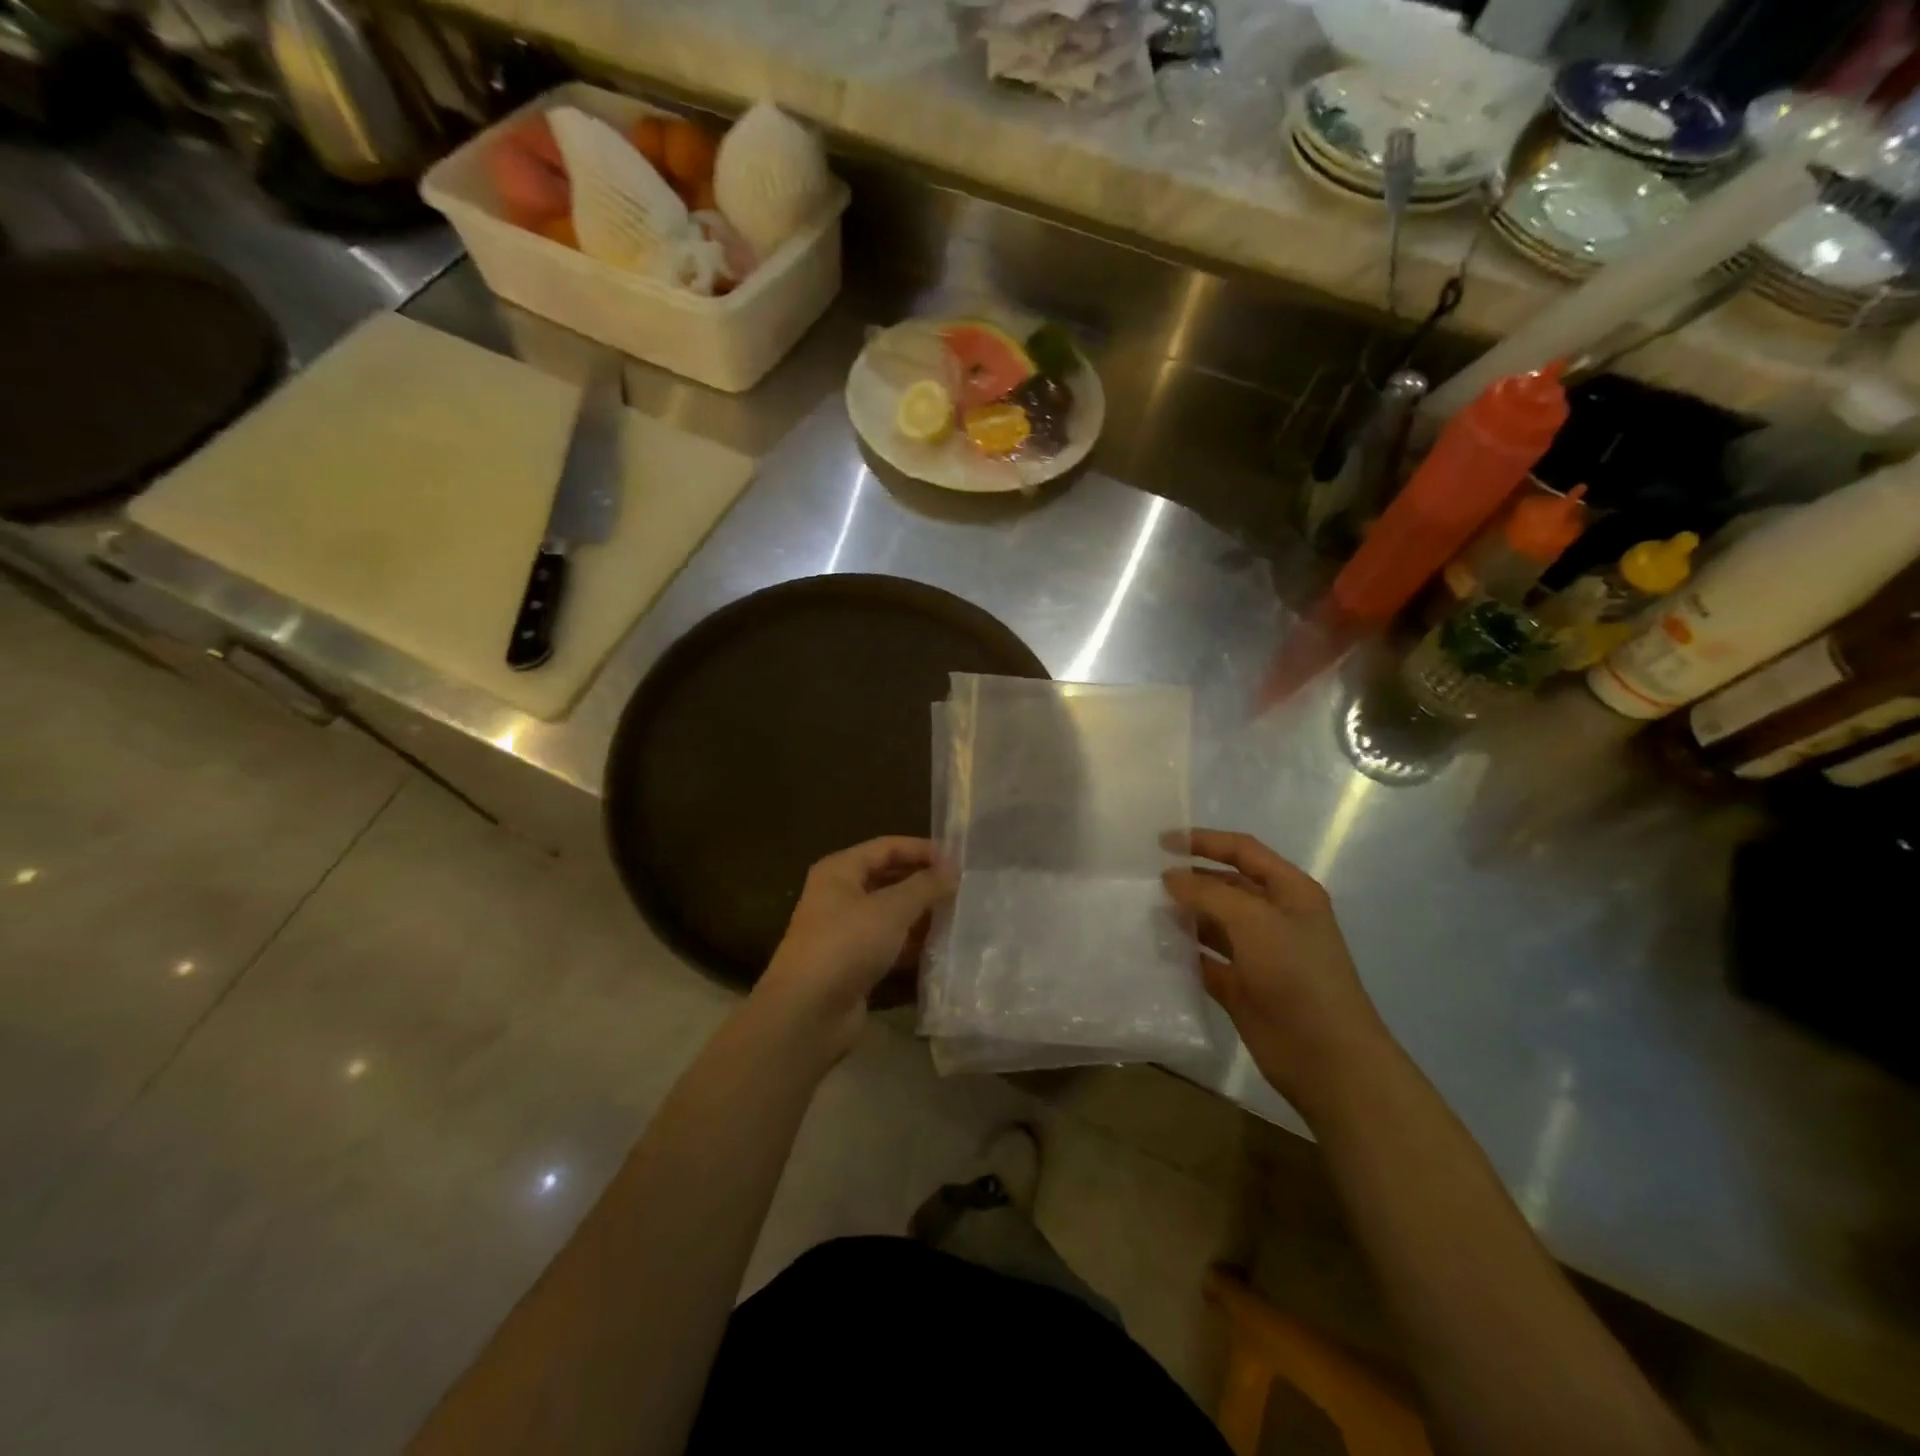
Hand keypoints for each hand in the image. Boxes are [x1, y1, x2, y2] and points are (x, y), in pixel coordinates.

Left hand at [754, 837, 953, 1056]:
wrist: (807, 1014)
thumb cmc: (846, 945)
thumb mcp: (891, 909)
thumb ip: (925, 886)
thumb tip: (953, 870)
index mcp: (840, 871)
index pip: (887, 847)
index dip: (922, 850)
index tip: (959, 861)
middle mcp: (840, 896)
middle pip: (890, 879)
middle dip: (924, 884)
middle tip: (963, 890)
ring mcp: (846, 933)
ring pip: (892, 915)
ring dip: (922, 916)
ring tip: (960, 918)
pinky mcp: (854, 965)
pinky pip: (890, 946)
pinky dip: (913, 946)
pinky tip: (942, 949)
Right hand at [1163, 830, 1392, 1119]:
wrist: (1326, 1057)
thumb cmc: (1296, 974)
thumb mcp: (1254, 920)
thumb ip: (1208, 892)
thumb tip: (1170, 877)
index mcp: (1290, 892)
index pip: (1243, 851)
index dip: (1204, 841)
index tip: (1161, 842)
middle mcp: (1275, 917)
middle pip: (1226, 885)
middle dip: (1190, 879)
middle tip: (1146, 879)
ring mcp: (1258, 954)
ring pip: (1212, 924)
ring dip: (1183, 916)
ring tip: (1144, 910)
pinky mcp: (1241, 987)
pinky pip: (1205, 960)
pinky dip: (1183, 954)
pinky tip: (1155, 948)